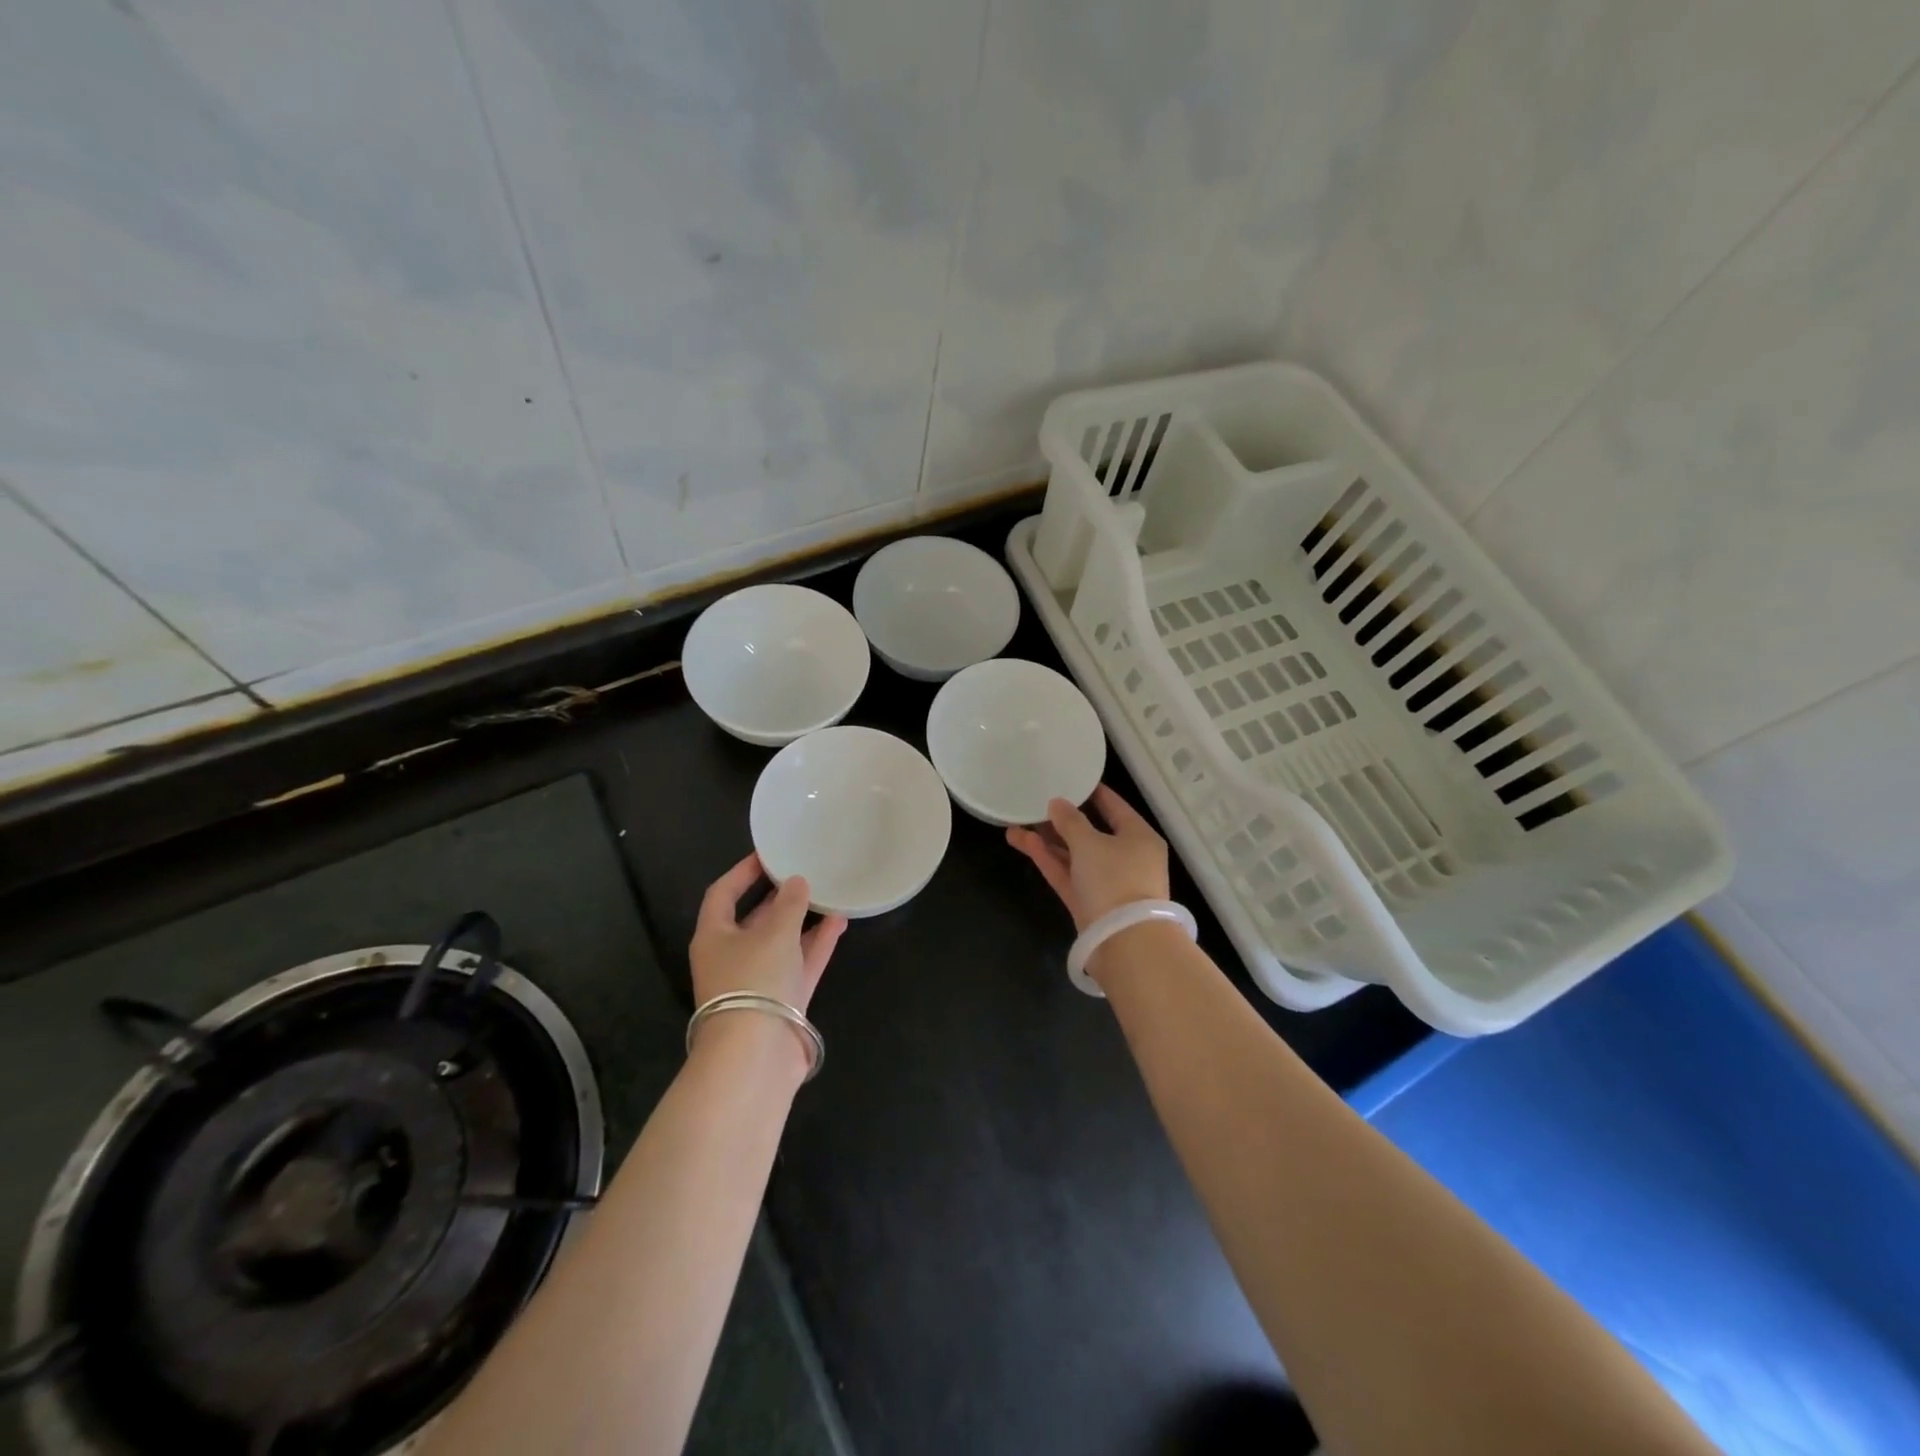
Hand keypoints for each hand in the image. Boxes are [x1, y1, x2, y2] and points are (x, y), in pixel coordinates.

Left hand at [690, 853, 847, 1012]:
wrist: (757, 1055)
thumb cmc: (754, 980)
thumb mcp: (774, 933)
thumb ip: (789, 904)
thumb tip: (796, 882)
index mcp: (714, 937)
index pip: (722, 894)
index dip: (742, 872)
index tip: (767, 854)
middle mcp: (732, 957)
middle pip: (755, 919)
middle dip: (779, 897)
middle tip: (804, 872)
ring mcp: (759, 981)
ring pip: (782, 942)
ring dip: (804, 920)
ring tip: (829, 893)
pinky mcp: (783, 1001)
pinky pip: (801, 963)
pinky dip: (817, 943)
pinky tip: (840, 921)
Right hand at [1006, 784, 1169, 931]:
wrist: (1125, 942)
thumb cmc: (1115, 880)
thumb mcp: (1090, 843)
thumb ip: (1070, 821)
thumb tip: (1057, 803)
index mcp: (1138, 836)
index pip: (1115, 807)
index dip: (1092, 793)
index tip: (1070, 779)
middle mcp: (1126, 857)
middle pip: (1091, 832)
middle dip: (1061, 820)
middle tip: (1035, 803)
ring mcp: (1106, 882)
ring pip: (1074, 854)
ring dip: (1047, 840)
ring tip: (1016, 823)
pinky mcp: (1088, 902)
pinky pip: (1067, 873)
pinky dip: (1048, 859)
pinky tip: (1022, 842)